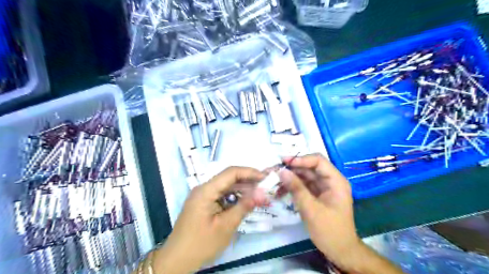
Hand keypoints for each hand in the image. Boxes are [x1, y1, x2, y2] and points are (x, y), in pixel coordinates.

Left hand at [154, 166, 265, 271]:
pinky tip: (246, 202)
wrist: (177, 260)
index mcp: (206, 190)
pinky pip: (223, 195)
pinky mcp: (205, 203)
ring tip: (260, 195)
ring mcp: (203, 196)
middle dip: (249, 181)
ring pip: (227, 186)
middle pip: (229, 178)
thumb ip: (244, 206)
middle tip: (266, 187)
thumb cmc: (201, 244)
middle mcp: (204, 188)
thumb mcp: (226, 226)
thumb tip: (262, 193)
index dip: (250, 172)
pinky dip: (235, 197)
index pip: (231, 173)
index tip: (266, 178)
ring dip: (243, 190)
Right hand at [279, 155, 357, 269]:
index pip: (318, 161)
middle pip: (309, 167)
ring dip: (290, 178)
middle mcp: (330, 181)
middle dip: (292, 169)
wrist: (339, 251)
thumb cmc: (329, 231)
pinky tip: (280, 191)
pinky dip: (292, 187)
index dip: (301, 159)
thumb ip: (296, 188)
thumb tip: (282, 171)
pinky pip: (303, 186)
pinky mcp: (316, 195)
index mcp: (336, 181)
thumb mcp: (311, 209)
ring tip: (274, 182)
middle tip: (274, 171)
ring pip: (304, 176)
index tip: (284, 162)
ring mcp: (323, 188)